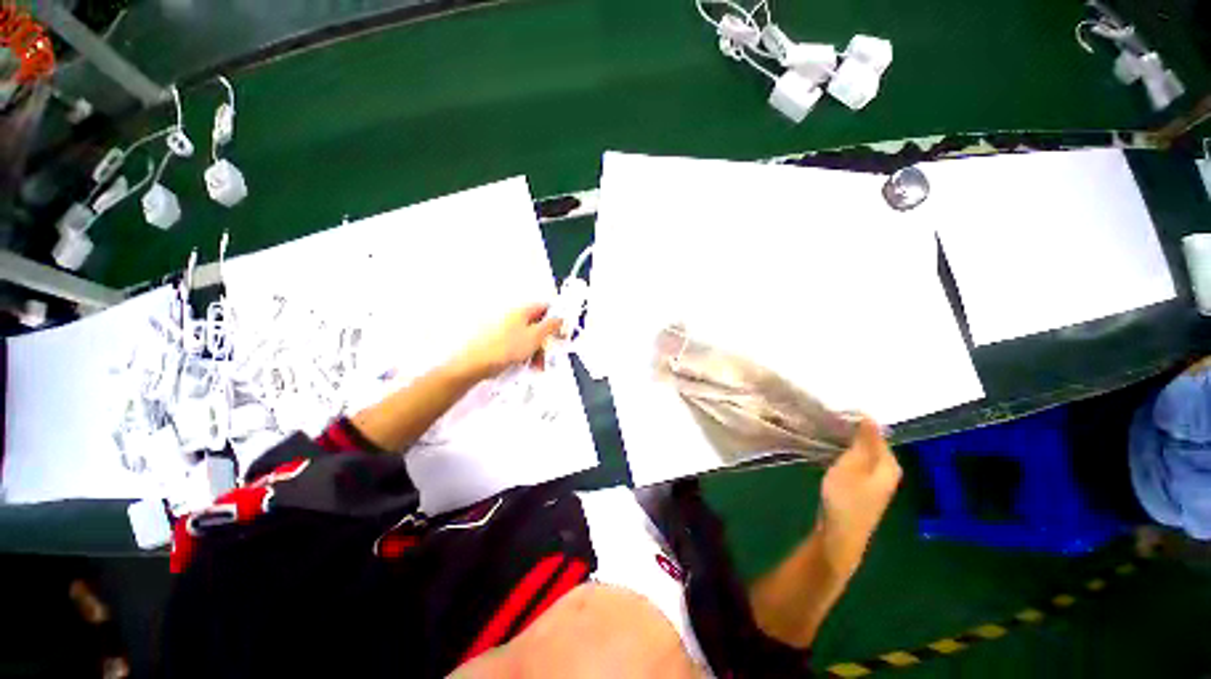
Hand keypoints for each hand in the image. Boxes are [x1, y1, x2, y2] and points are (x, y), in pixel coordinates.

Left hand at [452, 304, 562, 380]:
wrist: (476, 364)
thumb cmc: (502, 349)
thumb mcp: (536, 336)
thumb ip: (551, 326)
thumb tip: (559, 319)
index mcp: (522, 311)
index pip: (545, 308)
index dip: (556, 318)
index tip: (562, 331)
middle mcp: (513, 318)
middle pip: (538, 325)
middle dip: (546, 340)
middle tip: (550, 352)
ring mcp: (505, 331)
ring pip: (529, 338)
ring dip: (537, 351)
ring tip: (537, 364)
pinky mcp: (500, 343)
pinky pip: (519, 347)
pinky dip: (526, 355)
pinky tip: (526, 365)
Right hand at [817, 417, 901, 573]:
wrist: (839, 536)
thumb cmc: (846, 499)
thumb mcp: (853, 465)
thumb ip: (863, 441)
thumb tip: (870, 415)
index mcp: (889, 465)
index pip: (876, 433)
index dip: (856, 421)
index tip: (834, 411)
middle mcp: (885, 471)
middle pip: (868, 443)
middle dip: (848, 431)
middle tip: (825, 420)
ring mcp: (873, 481)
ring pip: (858, 452)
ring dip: (842, 442)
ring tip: (822, 431)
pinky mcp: (859, 487)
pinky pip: (852, 462)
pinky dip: (840, 454)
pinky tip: (824, 450)